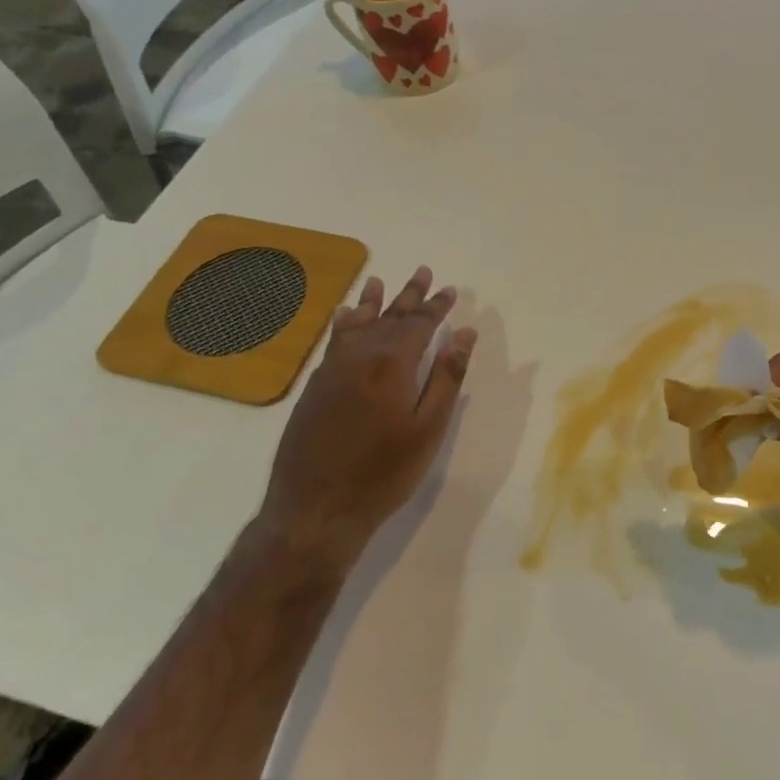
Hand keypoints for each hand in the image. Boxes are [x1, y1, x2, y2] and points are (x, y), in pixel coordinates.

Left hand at [261, 266, 475, 567]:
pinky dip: (344, 323)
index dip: (436, 306)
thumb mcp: (428, 428)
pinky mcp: (314, 386)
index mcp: (392, 363)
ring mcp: (331, 369)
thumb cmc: (383, 473)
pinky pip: (334, 341)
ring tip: (379, 281)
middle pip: (389, 316)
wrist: (315, 508)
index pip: (419, 324)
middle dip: (409, 295)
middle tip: (422, 271)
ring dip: (372, 301)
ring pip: (356, 324)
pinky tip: (344, 317)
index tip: (449, 289)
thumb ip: (446, 377)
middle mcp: (359, 356)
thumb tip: (465, 334)